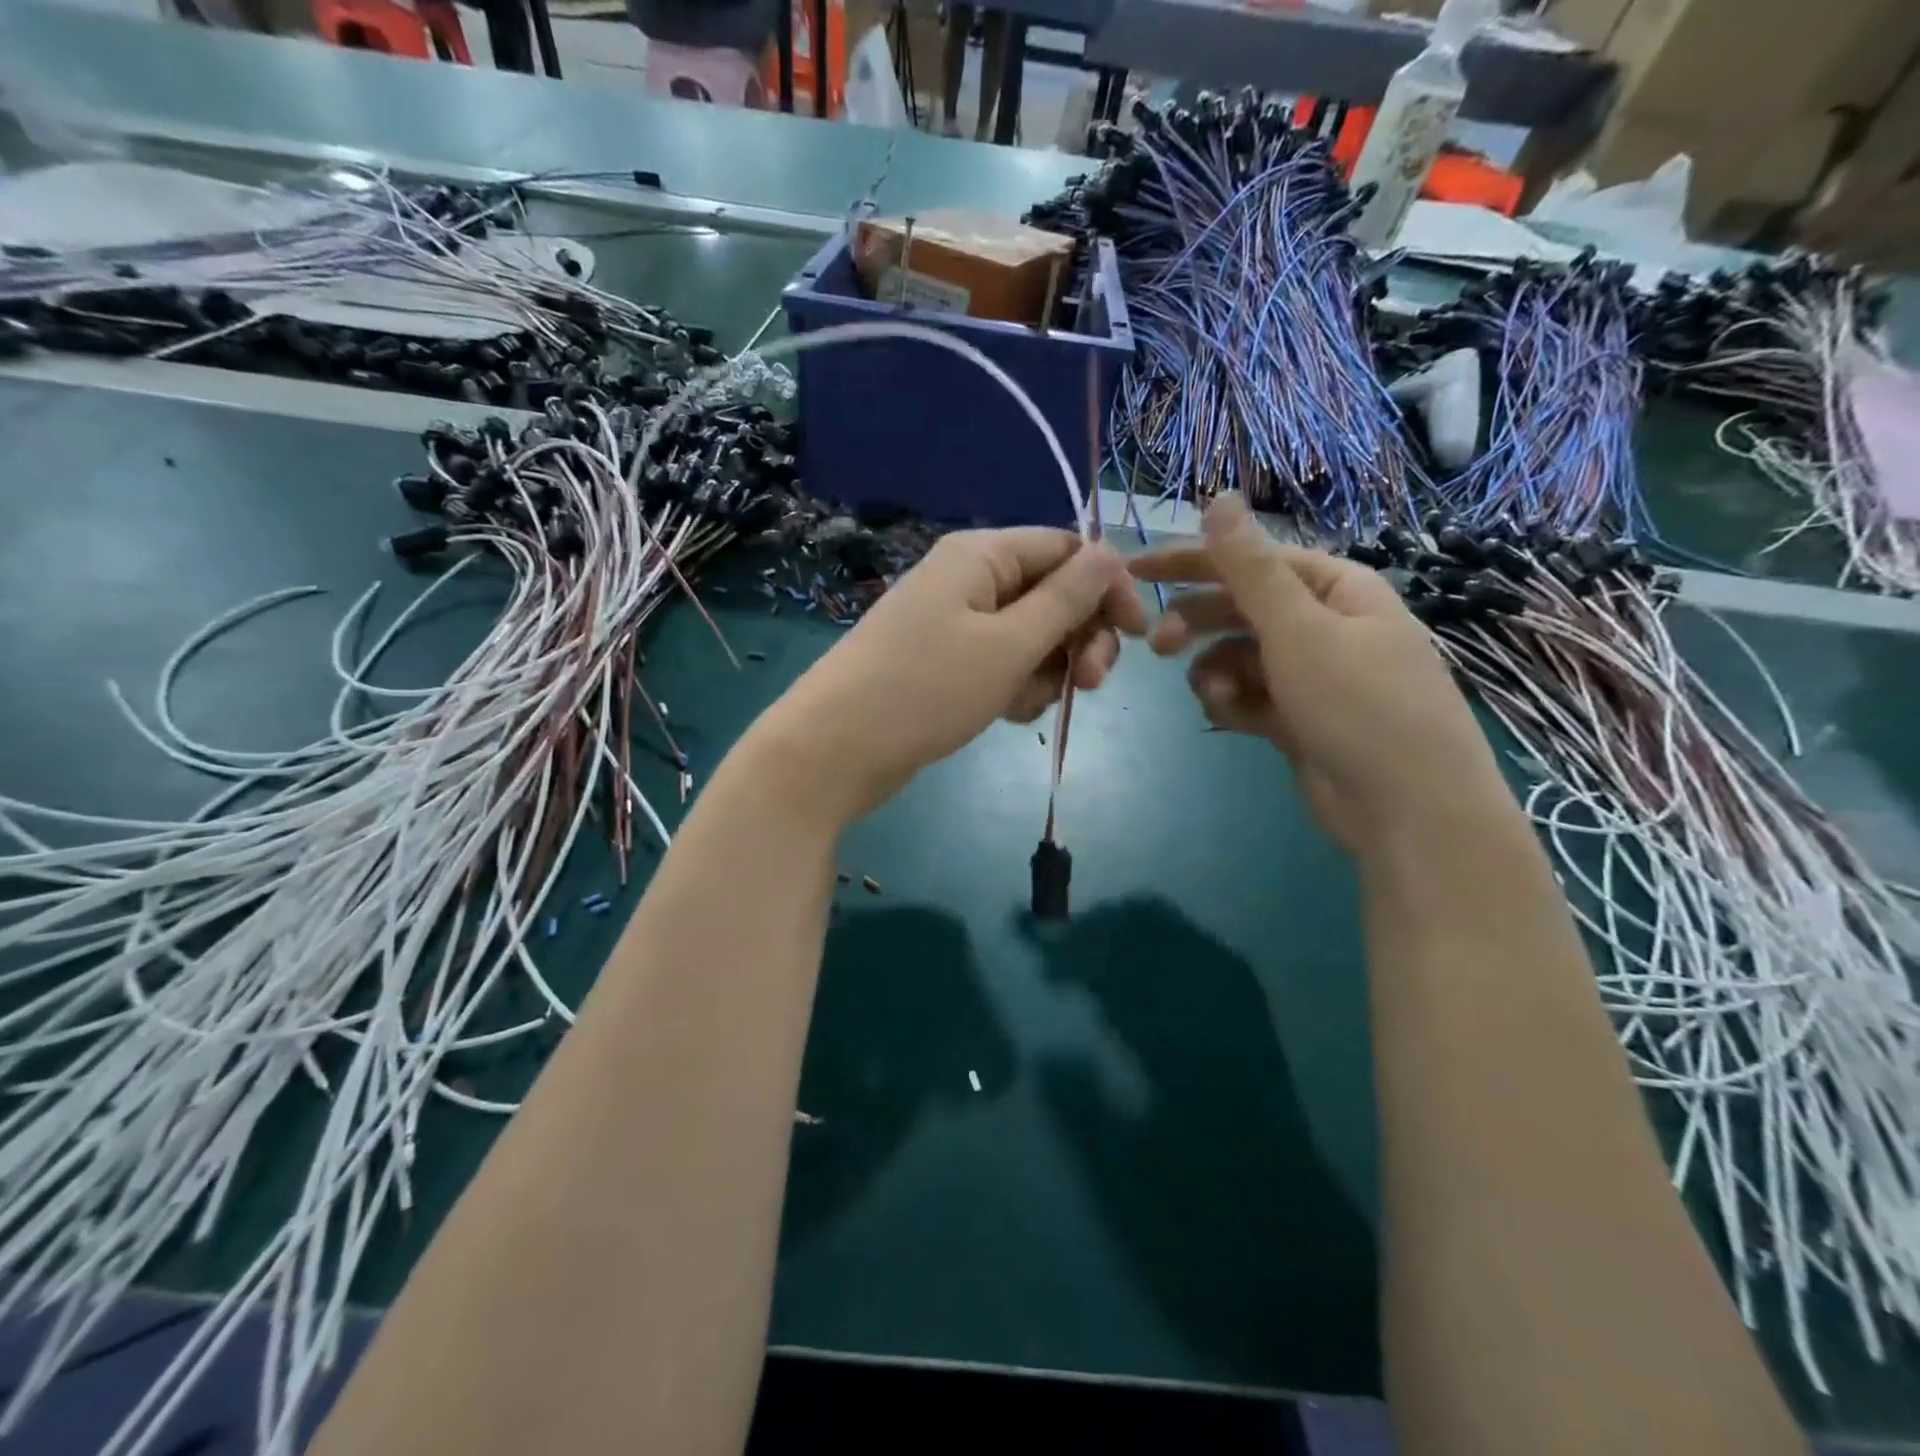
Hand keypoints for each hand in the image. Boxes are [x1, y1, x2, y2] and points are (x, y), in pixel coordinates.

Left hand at [746, 528, 1147, 828]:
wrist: (835, 750)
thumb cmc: (927, 690)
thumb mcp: (1009, 645)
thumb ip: (1066, 599)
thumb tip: (1112, 553)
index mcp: (981, 556)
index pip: (1067, 549)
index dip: (1108, 588)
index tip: (1138, 635)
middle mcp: (968, 579)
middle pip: (1051, 595)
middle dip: (1078, 638)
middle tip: (1090, 683)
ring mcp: (952, 623)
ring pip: (1029, 637)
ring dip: (1045, 671)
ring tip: (1024, 706)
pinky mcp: (943, 663)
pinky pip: (999, 664)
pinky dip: (1013, 687)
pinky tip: (1004, 715)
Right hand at [1130, 496, 1509, 854]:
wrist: (1407, 811)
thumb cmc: (1359, 706)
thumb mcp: (1298, 629)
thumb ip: (1250, 568)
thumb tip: (1220, 497)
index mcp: (1335, 588)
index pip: (1251, 559)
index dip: (1191, 561)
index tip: (1134, 571)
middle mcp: (1323, 624)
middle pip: (1240, 609)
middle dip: (1197, 624)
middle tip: (1157, 646)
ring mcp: (1310, 675)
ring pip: (1237, 656)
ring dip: (1215, 670)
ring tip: (1214, 695)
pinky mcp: (1296, 718)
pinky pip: (1247, 695)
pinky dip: (1232, 702)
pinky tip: (1230, 716)